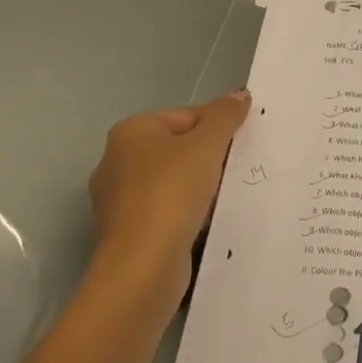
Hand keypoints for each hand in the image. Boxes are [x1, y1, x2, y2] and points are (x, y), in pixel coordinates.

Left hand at [87, 90, 251, 310]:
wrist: (143, 267)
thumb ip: (225, 116)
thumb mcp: (207, 146)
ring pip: (174, 181)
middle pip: (179, 148)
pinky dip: (188, 213)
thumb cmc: (172, 194)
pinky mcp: (127, 231)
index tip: (244, 144)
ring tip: (228, 197)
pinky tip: (208, 222)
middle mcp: (117, 160)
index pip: (187, 116)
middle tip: (239, 170)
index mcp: (131, 131)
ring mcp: (119, 198)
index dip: (219, 126)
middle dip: (210, 158)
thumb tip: (240, 95)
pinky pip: (166, 210)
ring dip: (201, 187)